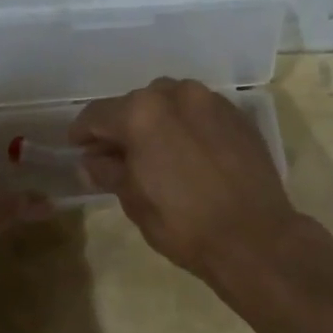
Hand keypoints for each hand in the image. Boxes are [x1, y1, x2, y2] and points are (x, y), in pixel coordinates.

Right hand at [70, 77, 304, 284]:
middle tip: (115, 154)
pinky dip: (186, 125)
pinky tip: (187, 152)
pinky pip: (200, 112)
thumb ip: (109, 172)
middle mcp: (176, 95)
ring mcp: (211, 101)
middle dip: (122, 126)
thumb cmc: (184, 224)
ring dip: (156, 121)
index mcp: (142, 113)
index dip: (83, 132)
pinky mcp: (238, 116)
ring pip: (170, 102)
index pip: (98, 114)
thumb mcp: (134, 201)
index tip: (77, 147)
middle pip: (135, 103)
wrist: (255, 238)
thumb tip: (92, 161)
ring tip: (155, 151)